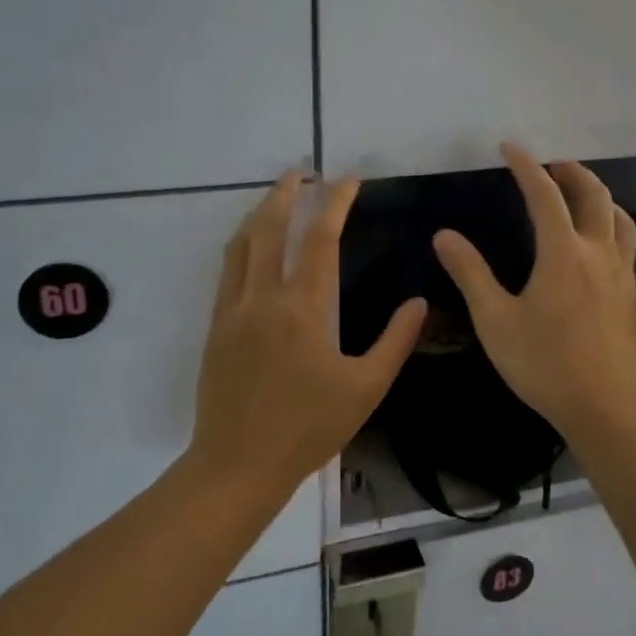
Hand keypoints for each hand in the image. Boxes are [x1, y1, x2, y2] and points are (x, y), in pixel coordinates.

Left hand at [192, 172, 426, 492]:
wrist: (238, 464)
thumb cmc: (308, 428)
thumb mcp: (366, 389)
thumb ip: (395, 342)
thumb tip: (419, 302)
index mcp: (304, 308)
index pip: (321, 238)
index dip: (336, 202)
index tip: (349, 179)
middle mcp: (264, 297)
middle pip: (271, 227)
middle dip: (287, 192)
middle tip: (302, 171)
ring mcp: (233, 310)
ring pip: (242, 243)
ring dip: (260, 212)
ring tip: (277, 197)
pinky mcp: (216, 326)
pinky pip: (227, 270)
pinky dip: (241, 244)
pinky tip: (250, 245)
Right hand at [433, 145, 635, 443]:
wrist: (607, 408)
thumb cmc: (545, 365)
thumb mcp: (495, 321)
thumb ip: (471, 274)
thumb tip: (444, 236)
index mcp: (563, 253)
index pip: (544, 194)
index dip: (526, 166)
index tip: (510, 147)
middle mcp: (598, 253)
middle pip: (593, 195)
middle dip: (571, 172)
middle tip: (551, 165)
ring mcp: (621, 273)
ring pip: (618, 216)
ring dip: (598, 195)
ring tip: (579, 193)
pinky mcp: (631, 294)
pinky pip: (625, 243)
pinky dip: (611, 223)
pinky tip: (599, 242)